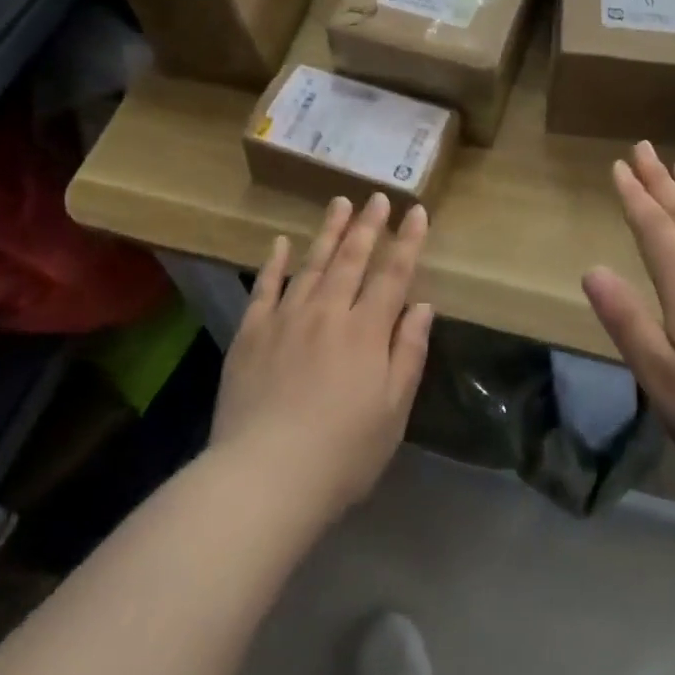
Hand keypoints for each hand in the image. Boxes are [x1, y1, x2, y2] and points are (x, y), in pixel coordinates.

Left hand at [211, 194, 432, 523]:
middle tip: (377, 197)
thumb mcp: (393, 411)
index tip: (415, 211)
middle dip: (368, 225)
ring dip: (329, 232)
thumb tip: (423, 307)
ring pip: (312, 264)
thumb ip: (409, 353)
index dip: (408, 241)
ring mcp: (286, 319)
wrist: (265, 477)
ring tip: (340, 203)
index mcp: (367, 331)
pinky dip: (274, 263)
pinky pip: (265, 288)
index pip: (393, 275)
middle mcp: (328, 313)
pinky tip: (280, 243)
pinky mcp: (251, 333)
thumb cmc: (342, 453)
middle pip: (352, 259)